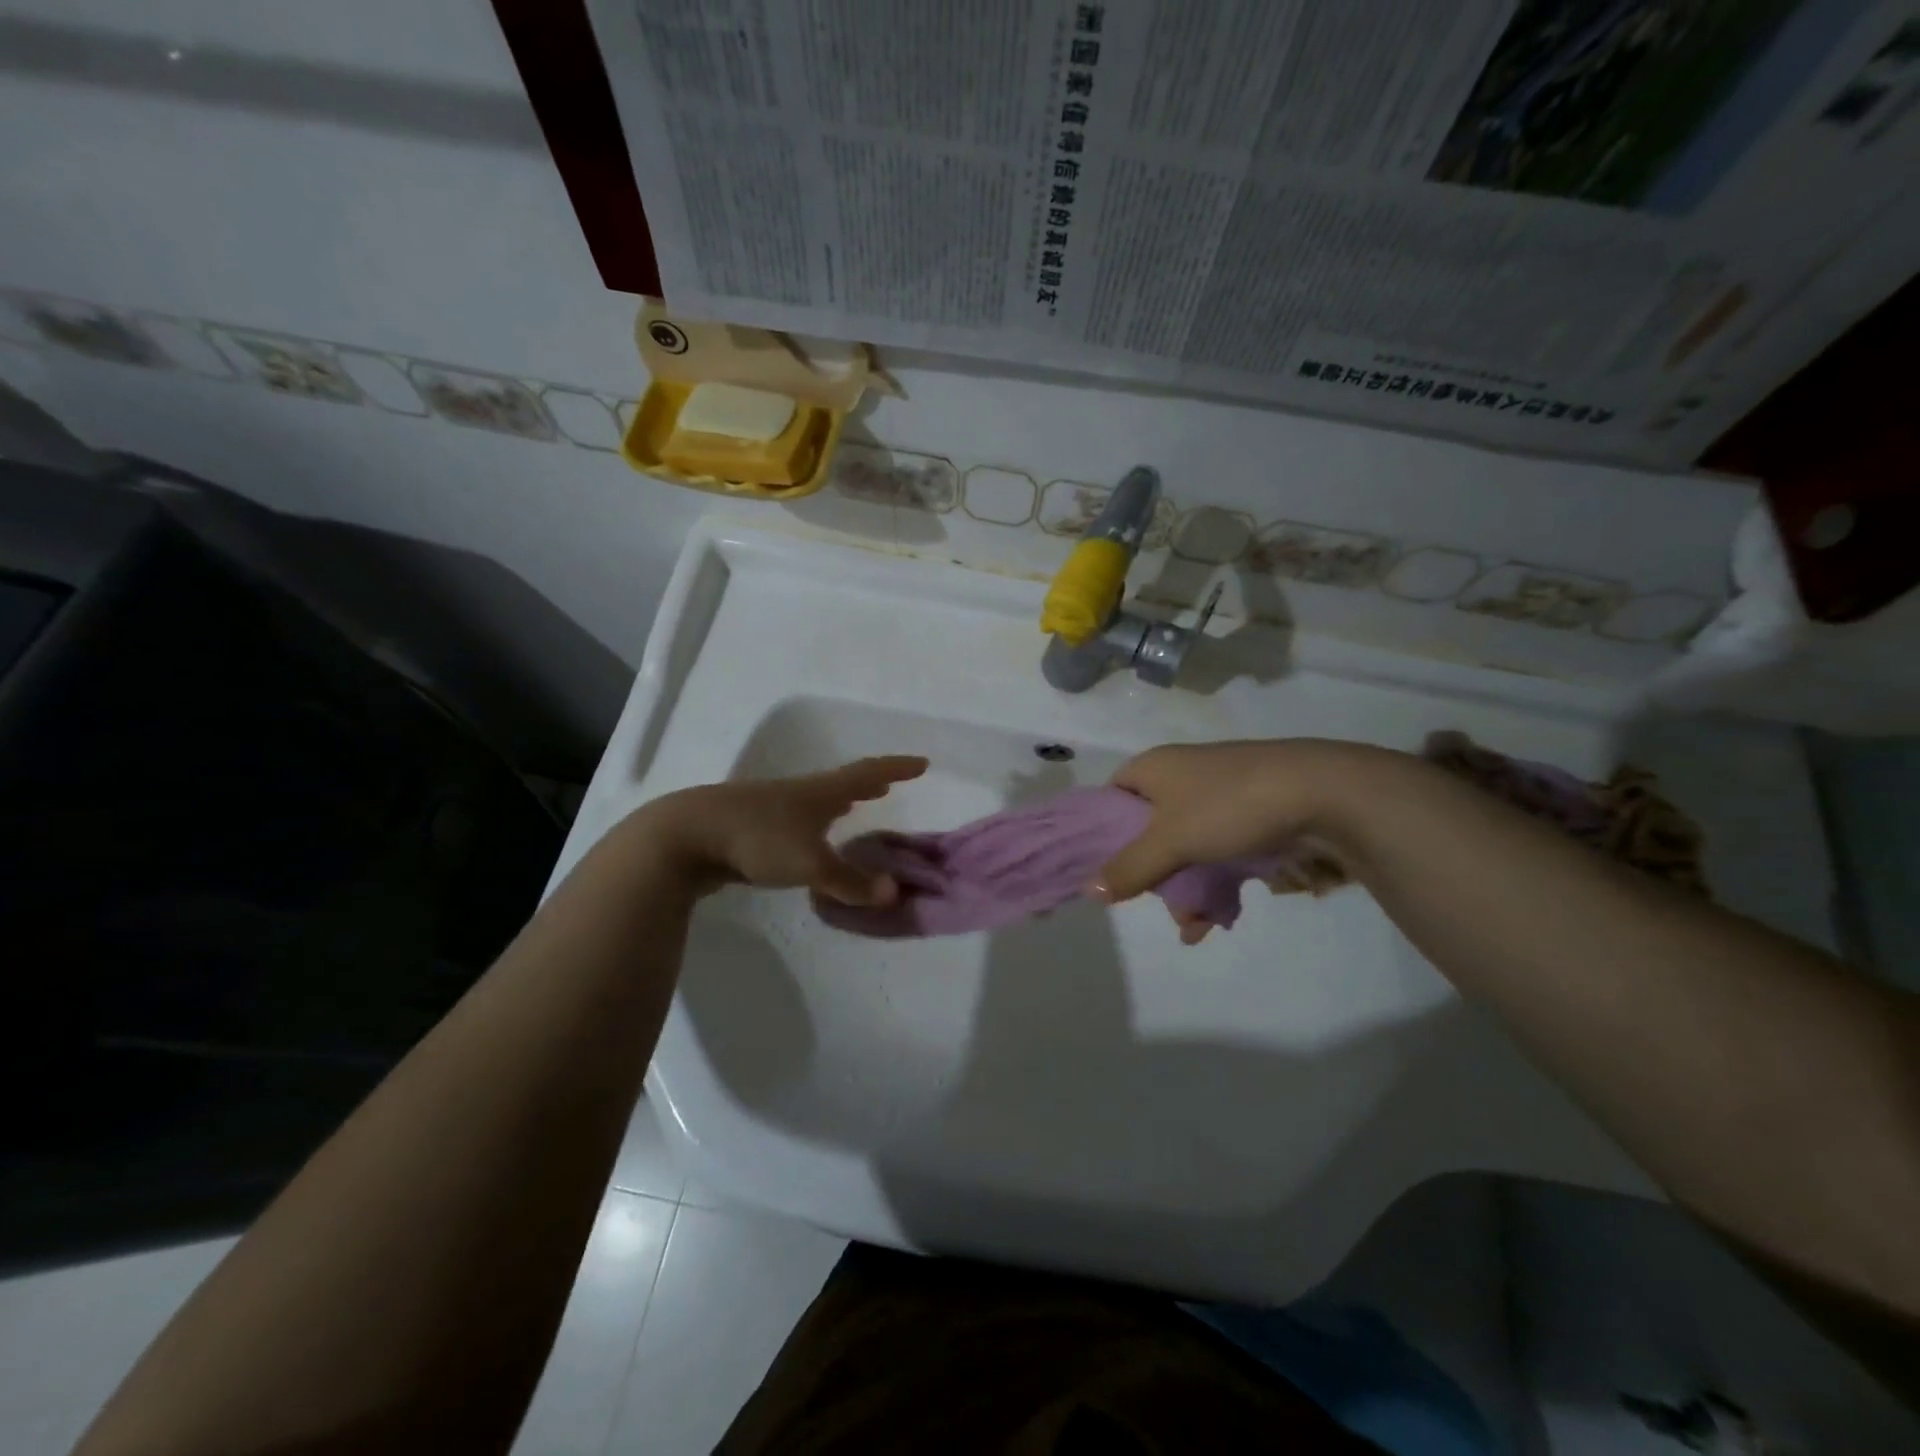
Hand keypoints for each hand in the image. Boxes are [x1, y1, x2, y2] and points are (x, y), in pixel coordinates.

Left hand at [637, 756, 926, 904]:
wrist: (685, 836)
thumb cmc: (757, 839)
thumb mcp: (810, 864)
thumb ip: (851, 881)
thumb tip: (894, 893)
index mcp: (819, 792)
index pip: (867, 774)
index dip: (896, 769)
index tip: (921, 763)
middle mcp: (799, 792)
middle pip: (842, 783)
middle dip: (868, 785)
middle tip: (890, 785)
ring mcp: (771, 806)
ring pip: (816, 800)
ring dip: (840, 802)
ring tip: (854, 807)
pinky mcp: (750, 825)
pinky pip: (795, 819)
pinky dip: (814, 822)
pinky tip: (807, 837)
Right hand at [1091, 740, 1380, 941]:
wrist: (1321, 791)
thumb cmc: (1229, 806)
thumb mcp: (1170, 840)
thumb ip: (1129, 867)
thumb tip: (1088, 890)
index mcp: (1154, 768)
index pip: (1111, 796)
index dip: (1103, 831)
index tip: (1106, 869)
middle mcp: (1182, 776)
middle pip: (1148, 829)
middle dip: (1151, 875)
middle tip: (1156, 905)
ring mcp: (1218, 795)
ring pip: (1185, 846)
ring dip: (1185, 888)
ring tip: (1194, 926)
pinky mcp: (1249, 814)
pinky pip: (1218, 851)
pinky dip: (1215, 882)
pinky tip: (1220, 917)